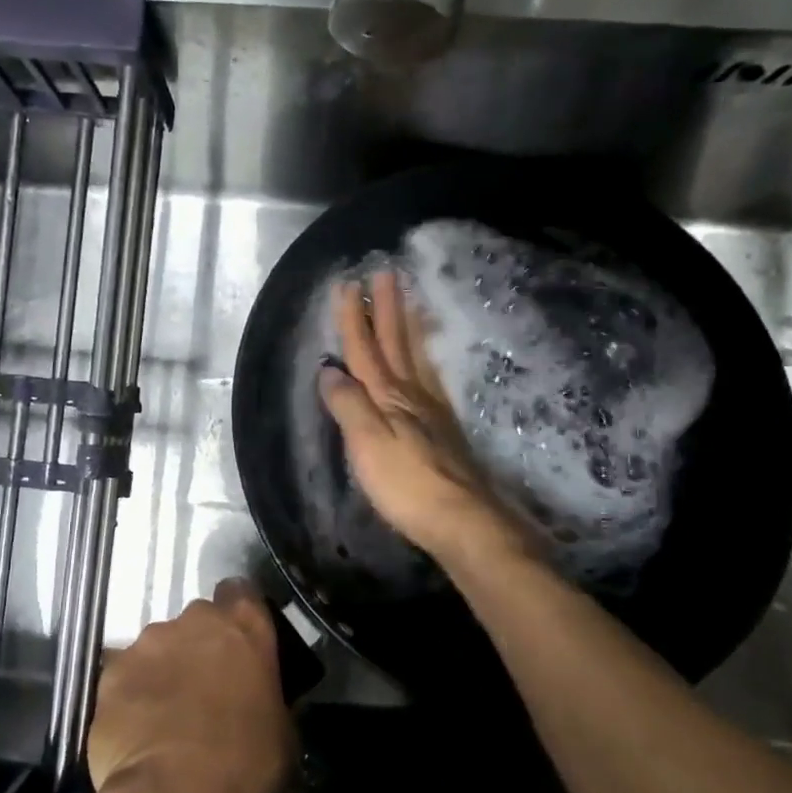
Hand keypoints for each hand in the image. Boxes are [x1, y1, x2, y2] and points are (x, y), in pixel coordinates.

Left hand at [87, 579, 292, 792]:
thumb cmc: (245, 767)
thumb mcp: (281, 730)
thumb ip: (267, 693)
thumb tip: (258, 694)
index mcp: (244, 627)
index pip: (240, 593)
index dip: (237, 616)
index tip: (237, 643)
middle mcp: (194, 621)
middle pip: (196, 621)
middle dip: (198, 646)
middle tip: (202, 687)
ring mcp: (148, 643)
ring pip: (157, 647)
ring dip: (163, 669)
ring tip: (163, 714)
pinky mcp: (111, 672)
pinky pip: (125, 675)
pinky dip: (131, 694)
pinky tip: (136, 729)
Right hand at [317, 270, 529, 565]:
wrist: (462, 519)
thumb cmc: (406, 485)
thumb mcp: (366, 445)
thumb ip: (347, 405)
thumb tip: (329, 370)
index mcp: (387, 398)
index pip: (365, 350)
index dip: (354, 319)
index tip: (349, 283)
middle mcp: (411, 395)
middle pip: (396, 344)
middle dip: (386, 309)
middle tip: (385, 273)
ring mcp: (432, 410)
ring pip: (416, 357)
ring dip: (408, 326)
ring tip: (408, 300)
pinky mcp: (444, 428)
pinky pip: (431, 378)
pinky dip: (425, 357)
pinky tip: (426, 358)